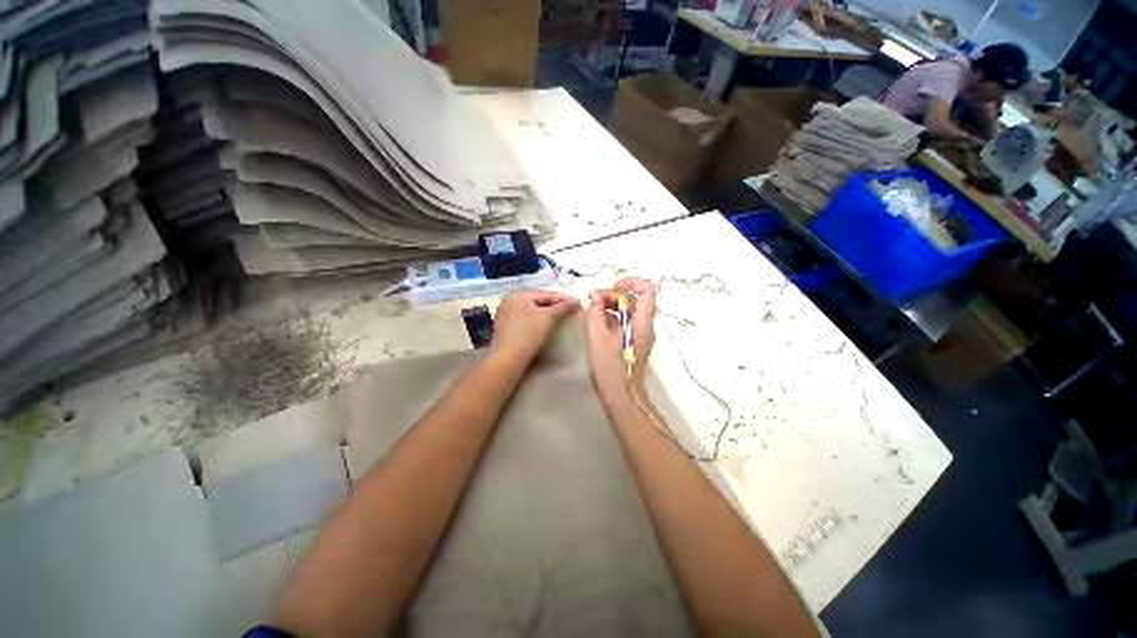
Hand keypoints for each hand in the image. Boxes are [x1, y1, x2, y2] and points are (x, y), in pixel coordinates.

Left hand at [490, 290, 579, 363]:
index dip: (562, 298)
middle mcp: (509, 301)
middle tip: (569, 311)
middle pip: (537, 301)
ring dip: (545, 314)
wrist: (508, 358)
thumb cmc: (528, 334)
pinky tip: (544, 328)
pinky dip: (535, 321)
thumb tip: (577, 301)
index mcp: (518, 294)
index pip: (545, 293)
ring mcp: (504, 315)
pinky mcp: (504, 328)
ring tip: (559, 319)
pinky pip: (524, 320)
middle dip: (554, 306)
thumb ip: (563, 307)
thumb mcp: (549, 318)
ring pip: (530, 311)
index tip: (576, 304)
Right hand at [585, 278, 655, 401]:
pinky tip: (596, 324)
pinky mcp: (632, 342)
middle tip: (593, 302)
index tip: (611, 287)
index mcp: (642, 321)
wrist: (622, 397)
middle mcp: (645, 325)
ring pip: (628, 311)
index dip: (630, 282)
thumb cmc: (611, 368)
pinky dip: (610, 318)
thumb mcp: (598, 337)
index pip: (646, 289)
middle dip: (613, 295)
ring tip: (591, 312)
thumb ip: (596, 312)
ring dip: (610, 306)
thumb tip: (595, 297)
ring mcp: (639, 334)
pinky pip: (624, 322)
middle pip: (634, 299)